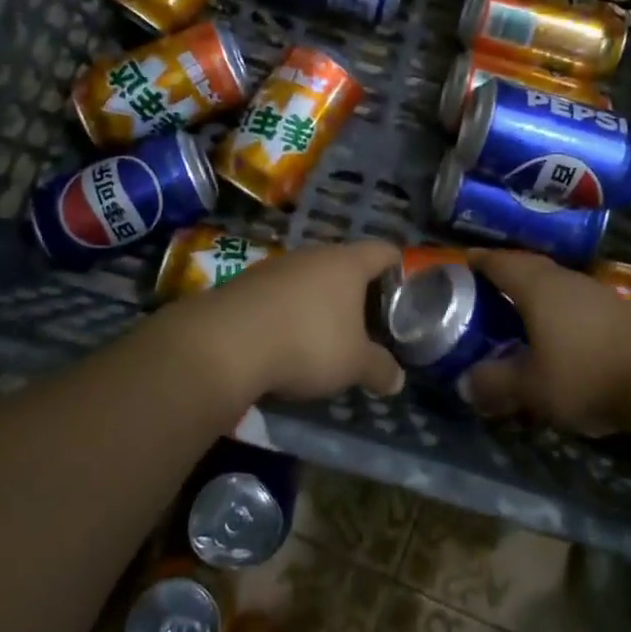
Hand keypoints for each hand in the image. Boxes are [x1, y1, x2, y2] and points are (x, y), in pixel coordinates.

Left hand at [160, 239, 404, 402]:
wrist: (226, 342)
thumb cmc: (307, 342)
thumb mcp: (353, 364)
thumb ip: (379, 369)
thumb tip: (398, 380)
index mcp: (348, 263)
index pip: (384, 251)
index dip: (398, 267)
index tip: (403, 292)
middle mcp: (314, 254)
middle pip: (345, 263)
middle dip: (356, 291)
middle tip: (367, 322)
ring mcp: (277, 265)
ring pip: (310, 277)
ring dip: (319, 301)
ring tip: (326, 335)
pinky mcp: (247, 283)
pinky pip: (280, 293)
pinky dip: (289, 311)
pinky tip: (286, 340)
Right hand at [460, 251, 630, 435]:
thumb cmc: (584, 374)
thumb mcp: (531, 388)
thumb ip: (495, 383)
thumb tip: (463, 383)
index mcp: (537, 287)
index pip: (500, 262)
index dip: (479, 260)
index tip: (463, 260)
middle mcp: (564, 279)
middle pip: (528, 265)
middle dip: (505, 271)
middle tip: (484, 284)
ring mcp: (594, 291)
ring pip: (554, 280)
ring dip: (534, 288)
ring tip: (517, 306)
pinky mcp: (616, 309)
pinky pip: (573, 297)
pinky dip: (556, 304)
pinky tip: (557, 327)